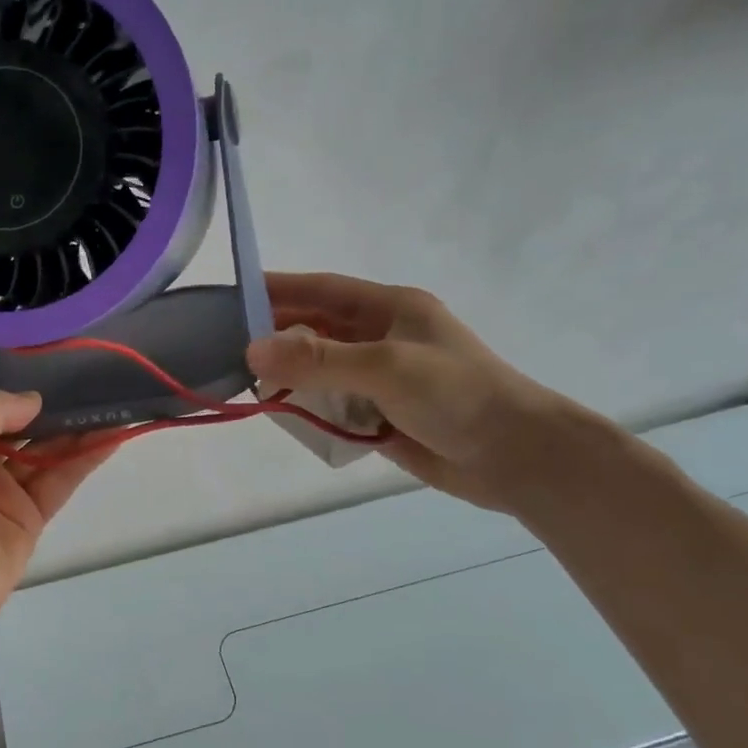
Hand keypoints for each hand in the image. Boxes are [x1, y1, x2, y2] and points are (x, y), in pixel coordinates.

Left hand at [0, 393, 116, 628]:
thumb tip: (33, 400)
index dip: (10, 390)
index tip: (47, 366)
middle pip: (15, 429)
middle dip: (48, 408)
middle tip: (88, 381)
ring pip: (41, 453)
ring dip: (73, 430)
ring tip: (110, 404)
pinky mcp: (27, 520)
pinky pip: (58, 481)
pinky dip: (83, 459)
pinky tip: (111, 436)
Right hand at [247, 272, 588, 511]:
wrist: (519, 458)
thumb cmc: (458, 396)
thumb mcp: (386, 367)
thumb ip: (319, 359)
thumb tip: (252, 350)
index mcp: (390, 309)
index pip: (322, 290)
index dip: (278, 288)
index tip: (232, 296)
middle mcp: (382, 338)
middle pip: (317, 330)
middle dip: (277, 338)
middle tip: (228, 349)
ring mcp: (382, 378)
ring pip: (320, 370)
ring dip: (290, 377)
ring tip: (249, 387)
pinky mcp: (382, 415)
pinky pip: (332, 405)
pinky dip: (309, 409)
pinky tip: (284, 416)